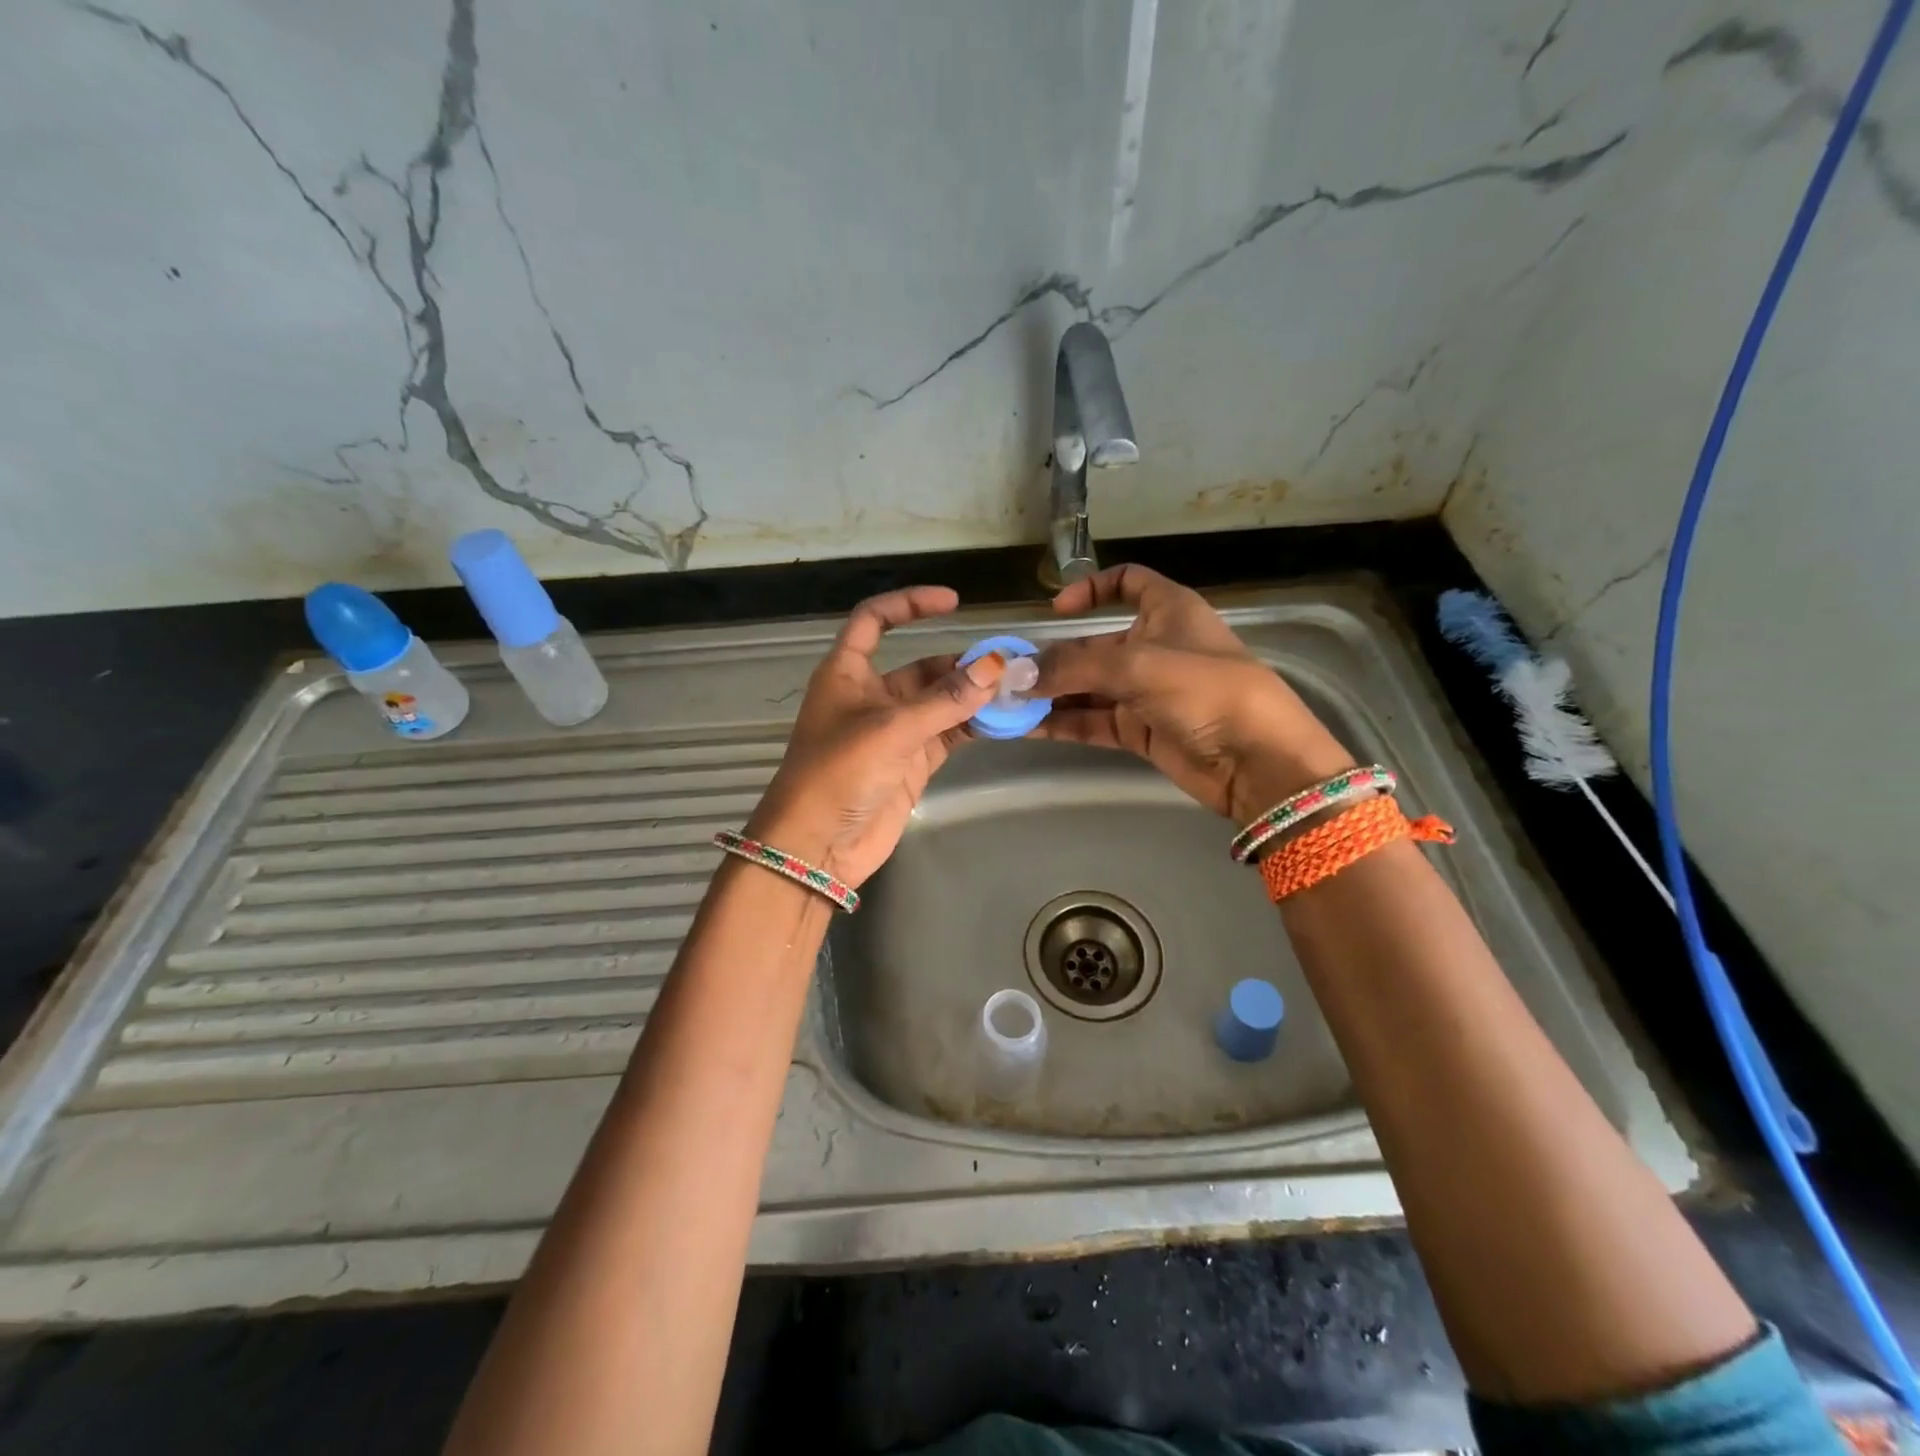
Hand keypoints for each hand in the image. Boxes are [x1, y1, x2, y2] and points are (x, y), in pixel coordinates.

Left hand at [744, 586, 1005, 886]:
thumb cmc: (838, 773)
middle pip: (921, 667)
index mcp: (848, 672)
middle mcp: (871, 696)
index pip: (874, 620)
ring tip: (1017, 690)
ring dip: (974, 696)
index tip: (954, 603)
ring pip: (941, 702)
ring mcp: (894, 731)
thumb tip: (997, 667)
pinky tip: (1005, 720)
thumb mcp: (891, 729)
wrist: (816, 847)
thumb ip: (946, 700)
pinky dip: (973, 726)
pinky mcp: (911, 763)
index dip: (910, 604)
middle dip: (962, 664)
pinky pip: (948, 734)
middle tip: (1010, 664)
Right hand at [1033, 564, 1354, 822]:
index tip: (1056, 610)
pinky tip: (1026, 727)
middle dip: (1052, 658)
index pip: (1128, 582)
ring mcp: (1147, 692)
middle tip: (1006, 675)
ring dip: (1051, 694)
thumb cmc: (1207, 691)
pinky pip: (1093, 720)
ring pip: (1089, 686)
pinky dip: (1063, 723)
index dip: (1093, 588)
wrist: (1257, 761)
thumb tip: (1017, 674)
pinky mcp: (1142, 730)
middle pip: (1094, 644)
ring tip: (1005, 703)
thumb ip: (1074, 668)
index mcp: (1168, 611)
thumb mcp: (1138, 666)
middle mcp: (1155, 646)